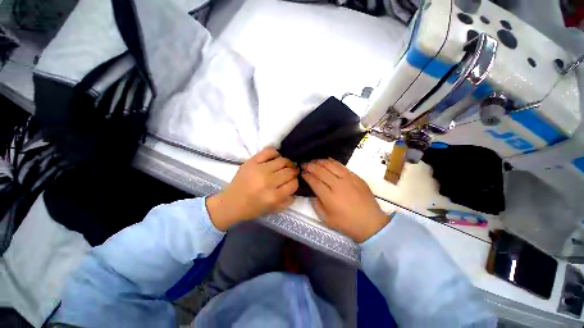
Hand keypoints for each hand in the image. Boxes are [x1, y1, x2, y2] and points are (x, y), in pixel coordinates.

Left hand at [206, 147, 298, 230]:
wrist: (231, 203)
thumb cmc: (253, 208)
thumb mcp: (273, 209)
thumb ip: (288, 200)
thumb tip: (296, 186)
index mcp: (273, 197)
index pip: (294, 184)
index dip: (295, 182)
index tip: (293, 181)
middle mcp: (267, 182)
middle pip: (289, 171)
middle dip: (293, 172)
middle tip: (291, 172)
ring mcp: (259, 170)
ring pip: (282, 161)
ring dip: (287, 163)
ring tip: (285, 165)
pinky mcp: (251, 162)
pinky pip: (269, 151)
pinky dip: (275, 153)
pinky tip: (276, 158)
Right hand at [302, 159, 389, 242]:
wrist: (370, 223)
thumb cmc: (346, 223)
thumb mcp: (326, 218)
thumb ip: (316, 204)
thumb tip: (312, 192)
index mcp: (329, 197)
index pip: (314, 181)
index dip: (306, 176)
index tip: (302, 173)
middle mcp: (337, 185)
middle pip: (321, 171)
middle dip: (310, 166)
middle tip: (304, 164)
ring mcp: (348, 179)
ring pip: (331, 165)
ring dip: (320, 162)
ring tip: (314, 161)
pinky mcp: (356, 176)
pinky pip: (342, 165)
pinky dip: (332, 161)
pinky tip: (327, 160)